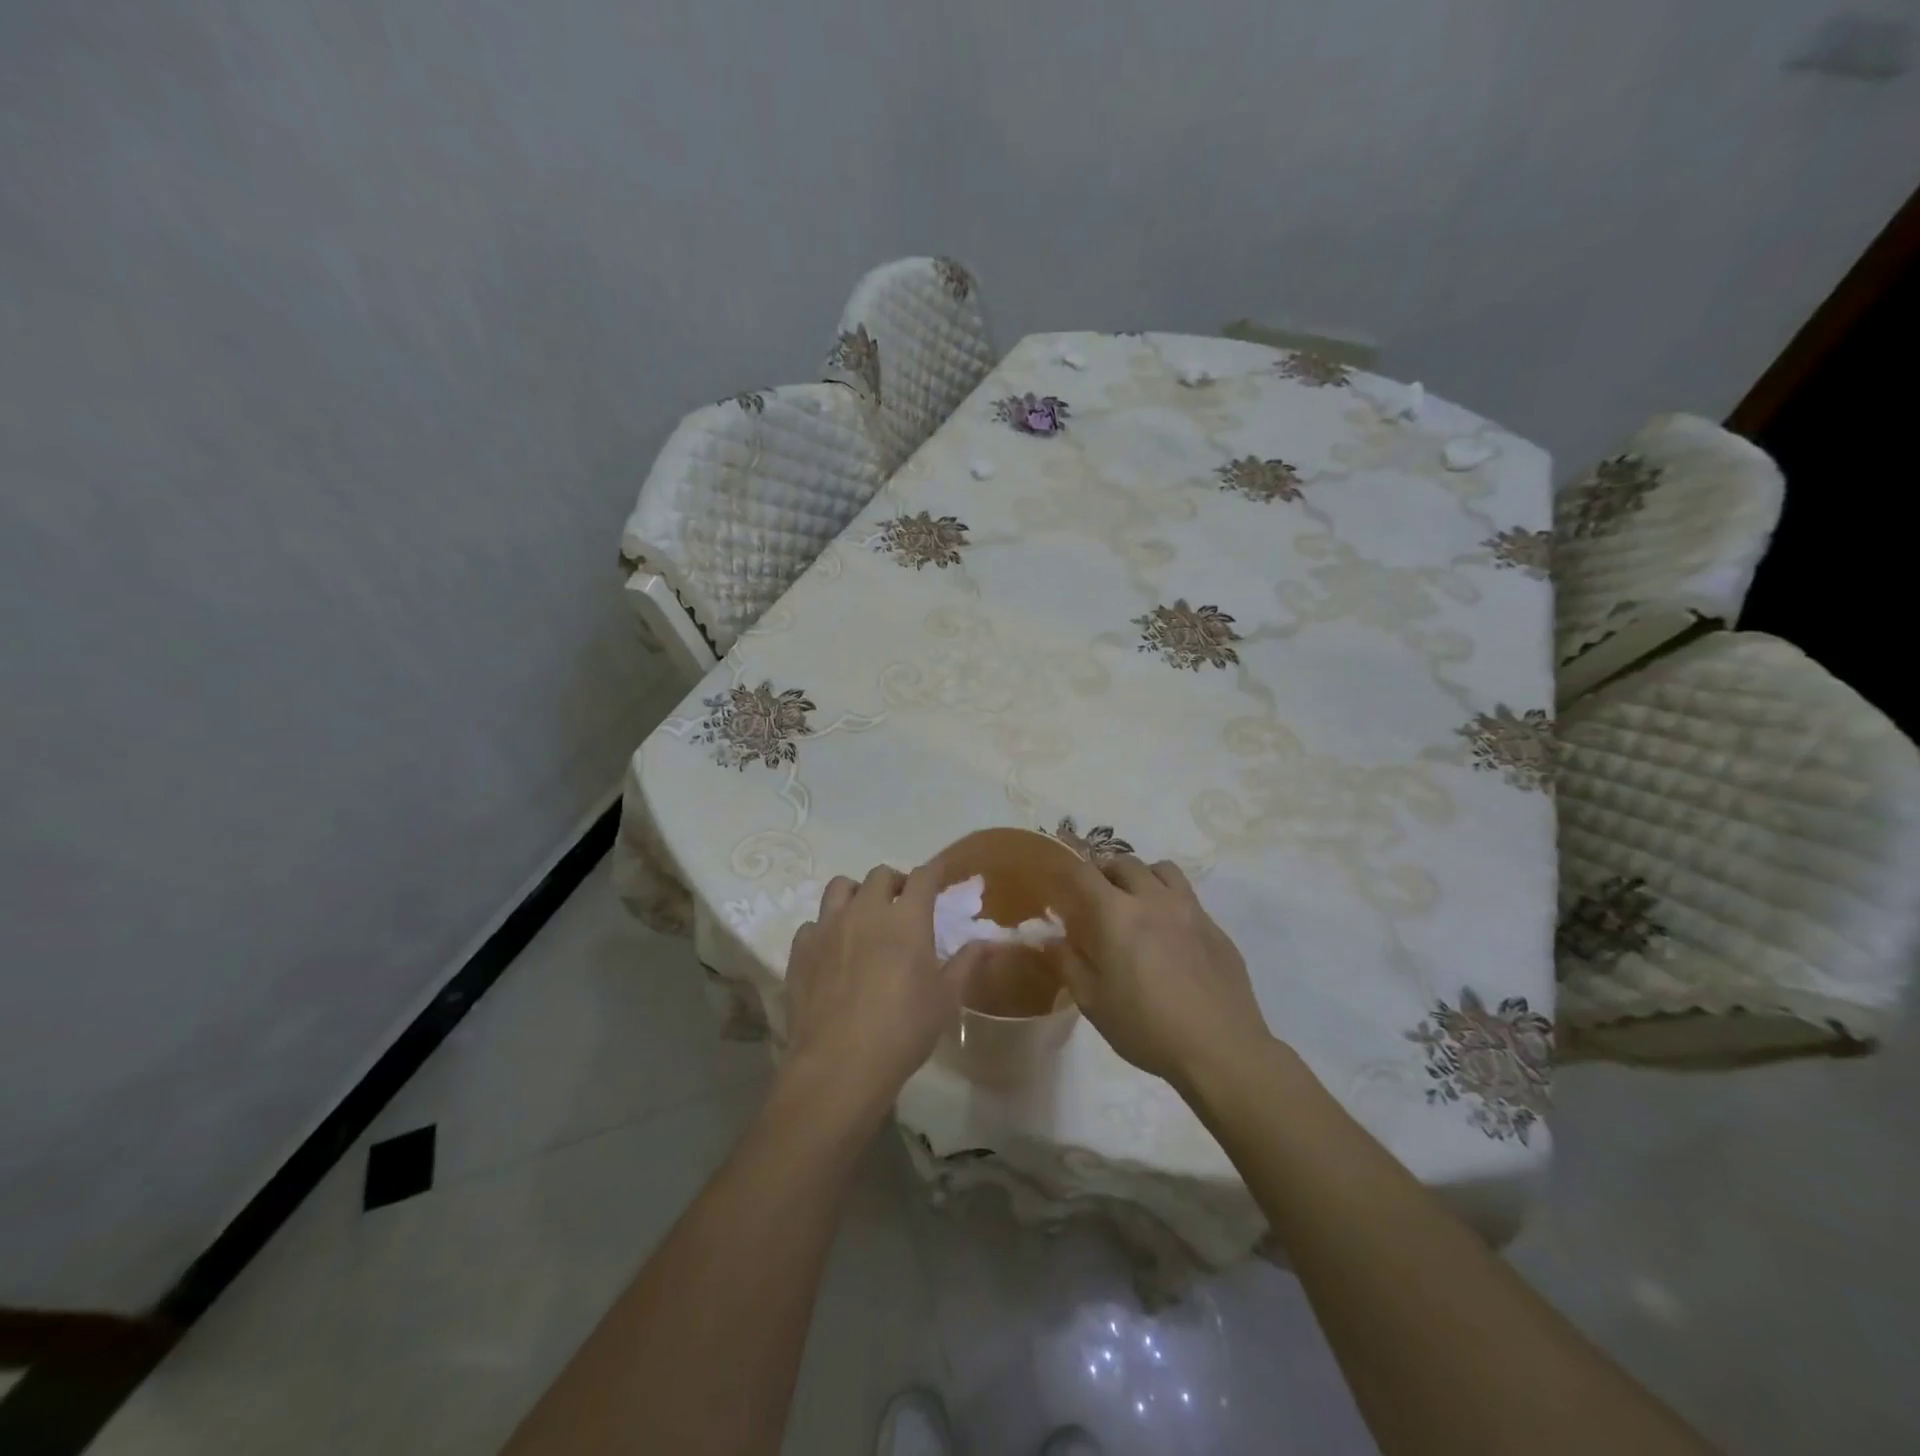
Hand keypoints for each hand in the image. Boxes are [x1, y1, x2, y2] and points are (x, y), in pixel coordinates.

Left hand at [781, 865, 983, 1126]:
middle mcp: (866, 910)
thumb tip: (986, 943)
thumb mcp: (945, 1000)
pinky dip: (825, 929)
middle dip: (894, 883)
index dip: (932, 872)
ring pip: (840, 887)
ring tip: (863, 917)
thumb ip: (964, 964)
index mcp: (906, 918)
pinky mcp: (801, 949)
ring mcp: (828, 927)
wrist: (840, 1064)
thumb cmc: (903, 1030)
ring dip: (856, 894)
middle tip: (901, 905)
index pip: (922, 877)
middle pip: (880, 875)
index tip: (938, 876)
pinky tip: (831, 951)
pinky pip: (813, 923)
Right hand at [1061, 855, 1273, 1090]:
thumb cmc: (1146, 1027)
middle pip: (1125, 862)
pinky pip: (1188, 897)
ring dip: (1143, 876)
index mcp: (1118, 914)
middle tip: (1097, 896)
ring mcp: (1190, 910)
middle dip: (1105, 871)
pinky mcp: (1216, 928)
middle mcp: (1154, 899)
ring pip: (1162, 870)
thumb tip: (1051, 938)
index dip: (1066, 868)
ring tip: (1137, 901)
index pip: (1084, 873)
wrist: (1221, 1049)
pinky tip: (1170, 934)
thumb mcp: (1093, 1002)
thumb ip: (1068, 963)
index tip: (1058, 876)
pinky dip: (1170, 901)